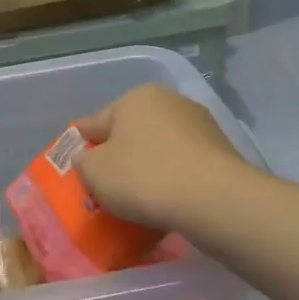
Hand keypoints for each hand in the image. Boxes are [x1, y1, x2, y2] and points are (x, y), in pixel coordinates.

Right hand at [75, 84, 250, 231]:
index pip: (96, 122)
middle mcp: (170, 102)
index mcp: (136, 97)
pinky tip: (166, 202)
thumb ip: (83, 161)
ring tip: (137, 199)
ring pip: (160, 149)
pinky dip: (172, 179)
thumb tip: (89, 157)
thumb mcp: (94, 172)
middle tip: (106, 186)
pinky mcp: (221, 152)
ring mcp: (200, 126)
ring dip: (148, 168)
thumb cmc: (144, 177)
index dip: (82, 143)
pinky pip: (183, 166)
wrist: (214, 200)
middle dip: (119, 156)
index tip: (76, 161)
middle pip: (131, 132)